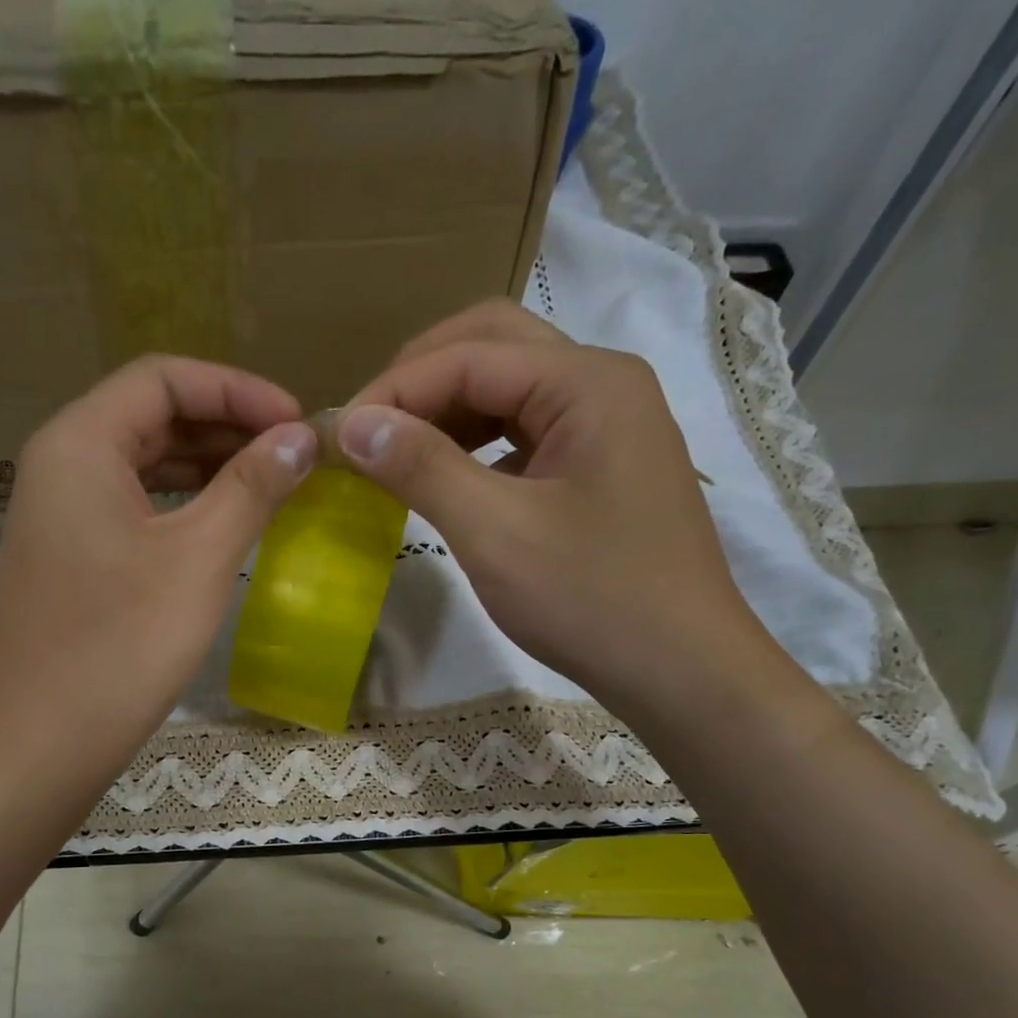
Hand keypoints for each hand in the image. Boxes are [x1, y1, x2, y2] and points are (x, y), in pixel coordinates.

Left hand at [0, 355, 315, 797]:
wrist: (49, 739)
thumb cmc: (124, 643)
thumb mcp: (199, 558)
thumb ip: (252, 487)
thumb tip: (300, 438)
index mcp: (78, 443)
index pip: (163, 378)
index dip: (237, 389)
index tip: (296, 421)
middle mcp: (59, 464)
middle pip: (150, 416)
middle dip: (225, 425)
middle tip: (291, 454)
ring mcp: (59, 515)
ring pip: (142, 464)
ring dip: (207, 465)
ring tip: (270, 483)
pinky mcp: (69, 557)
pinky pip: (132, 507)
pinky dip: (181, 505)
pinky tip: (223, 525)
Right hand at [338, 301, 791, 725]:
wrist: (680, 669)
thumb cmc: (592, 600)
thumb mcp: (496, 532)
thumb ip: (422, 468)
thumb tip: (352, 423)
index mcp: (586, 382)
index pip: (469, 355)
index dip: (394, 389)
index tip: (337, 437)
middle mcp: (602, 384)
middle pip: (493, 347)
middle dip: (420, 381)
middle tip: (367, 429)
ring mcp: (606, 426)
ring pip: (509, 390)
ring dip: (446, 412)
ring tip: (395, 454)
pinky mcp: (600, 467)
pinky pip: (525, 434)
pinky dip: (476, 446)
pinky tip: (447, 481)